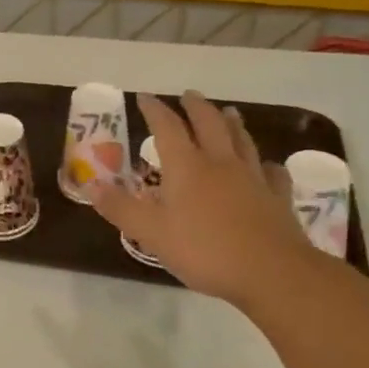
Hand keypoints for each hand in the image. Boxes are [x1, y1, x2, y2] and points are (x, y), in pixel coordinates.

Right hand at [91, 90, 319, 310]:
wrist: (271, 272)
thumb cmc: (205, 250)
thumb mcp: (152, 233)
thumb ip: (121, 208)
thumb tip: (91, 186)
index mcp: (187, 167)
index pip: (167, 127)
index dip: (155, 110)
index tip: (145, 97)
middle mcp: (220, 163)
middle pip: (209, 123)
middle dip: (196, 107)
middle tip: (188, 95)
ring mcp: (253, 178)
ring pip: (242, 140)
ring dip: (232, 123)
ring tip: (228, 112)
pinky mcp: (277, 198)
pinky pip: (271, 172)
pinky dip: (265, 164)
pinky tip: (266, 166)